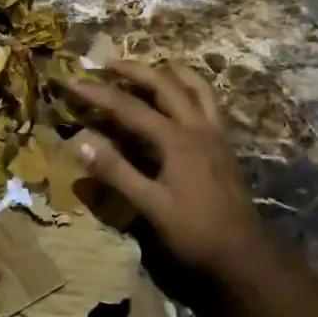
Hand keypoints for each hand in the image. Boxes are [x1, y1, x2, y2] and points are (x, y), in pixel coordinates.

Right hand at [68, 61, 276, 281]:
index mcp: (176, 140)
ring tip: (149, 68)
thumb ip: (117, 173)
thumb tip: (81, 144)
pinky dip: (191, 89)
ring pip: (195, 86)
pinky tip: (181, 97)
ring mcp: (215, 133)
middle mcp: (197, 127)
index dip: (98, 93)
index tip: (72, 81)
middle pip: (164, 84)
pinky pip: (208, 102)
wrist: (245, 253)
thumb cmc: (195, 232)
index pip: (129, 107)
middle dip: (133, 70)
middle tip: (107, 63)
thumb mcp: (151, 206)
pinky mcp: (224, 144)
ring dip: (169, 72)